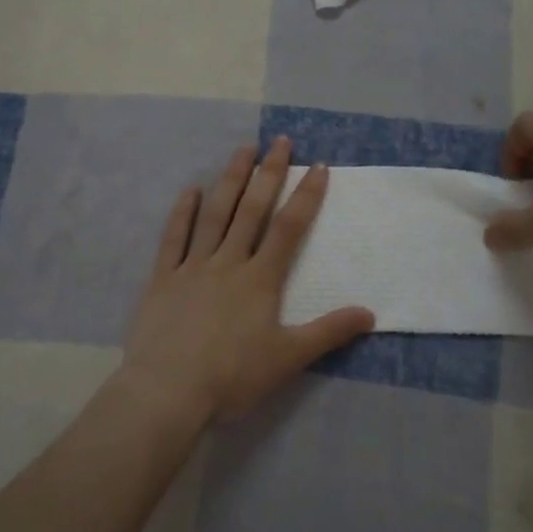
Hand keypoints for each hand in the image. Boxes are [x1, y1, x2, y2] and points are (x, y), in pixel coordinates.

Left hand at [120, 138, 374, 422]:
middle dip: (269, 173)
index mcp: (260, 279)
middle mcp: (228, 262)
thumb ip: (328, 332)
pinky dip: (183, 212)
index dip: (306, 196)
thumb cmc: (232, 376)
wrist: (169, 390)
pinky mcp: (163, 278)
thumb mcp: (288, 358)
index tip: (318, 166)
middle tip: (280, 141)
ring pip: (214, 214)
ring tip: (242, 150)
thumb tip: (370, 313)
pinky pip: (174, 238)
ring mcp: (192, 267)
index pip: (288, 228)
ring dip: (230, 180)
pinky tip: (191, 190)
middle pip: (251, 210)